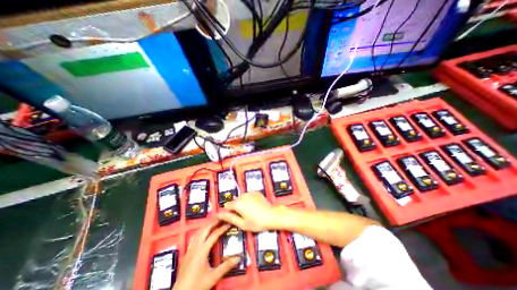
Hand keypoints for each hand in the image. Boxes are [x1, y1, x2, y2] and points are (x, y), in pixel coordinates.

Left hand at [171, 219, 240, 289]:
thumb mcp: (213, 277)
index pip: (214, 235)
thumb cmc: (196, 286)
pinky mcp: (186, 253)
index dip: (222, 228)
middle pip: (205, 230)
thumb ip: (226, 266)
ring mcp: (190, 249)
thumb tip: (239, 257)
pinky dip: (200, 232)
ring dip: (207, 226)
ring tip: (214, 223)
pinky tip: (203, 233)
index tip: (229, 223)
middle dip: (213, 222)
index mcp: (202, 251)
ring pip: (198, 232)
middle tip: (221, 218)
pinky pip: (194, 238)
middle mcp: (195, 247)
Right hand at [216, 192, 278, 232]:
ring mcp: (250, 192)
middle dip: (236, 208)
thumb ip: (229, 218)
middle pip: (235, 201)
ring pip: (241, 198)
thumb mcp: (242, 224)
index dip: (229, 212)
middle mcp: (242, 195)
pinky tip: (255, 206)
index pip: (227, 206)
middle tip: (243, 216)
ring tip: (250, 212)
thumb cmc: (257, 222)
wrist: (272, 215)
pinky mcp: (255, 192)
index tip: (234, 218)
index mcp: (238, 203)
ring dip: (242, 203)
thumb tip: (219, 214)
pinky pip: (248, 196)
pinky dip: (249, 200)